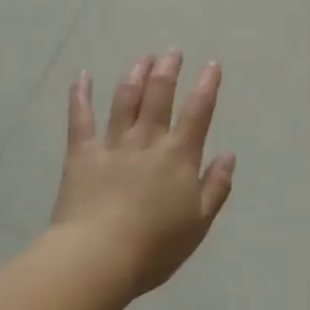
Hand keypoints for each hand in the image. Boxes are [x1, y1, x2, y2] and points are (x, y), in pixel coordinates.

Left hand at [51, 52, 235, 295]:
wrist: (99, 257)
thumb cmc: (154, 247)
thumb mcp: (198, 223)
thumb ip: (215, 187)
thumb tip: (228, 155)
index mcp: (178, 156)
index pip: (198, 112)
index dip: (207, 85)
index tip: (212, 64)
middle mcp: (147, 140)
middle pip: (159, 95)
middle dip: (168, 70)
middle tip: (172, 52)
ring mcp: (112, 143)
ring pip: (126, 99)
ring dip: (135, 74)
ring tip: (143, 58)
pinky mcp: (82, 152)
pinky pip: (80, 117)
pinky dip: (81, 94)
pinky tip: (82, 75)